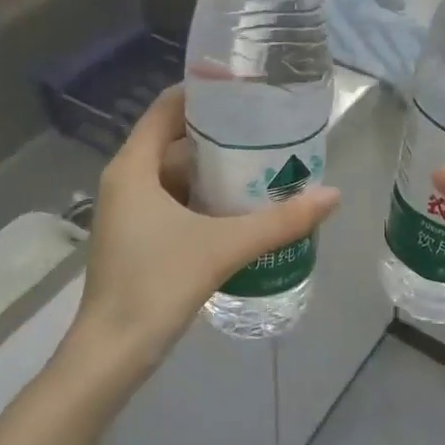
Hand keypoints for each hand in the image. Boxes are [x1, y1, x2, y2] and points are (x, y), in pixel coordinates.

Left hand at [72, 86, 339, 370]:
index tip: (246, 91)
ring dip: (215, 170)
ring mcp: (129, 211)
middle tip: (268, 130)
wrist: (112, 353)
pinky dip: (204, 198)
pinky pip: (174, 202)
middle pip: (175, 141)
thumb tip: (332, 195)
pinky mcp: (138, 238)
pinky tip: (241, 209)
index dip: (204, 94)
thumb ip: (279, 221)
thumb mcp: (222, 247)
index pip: (167, 108)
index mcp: (133, 167)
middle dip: (220, 135)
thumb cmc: (156, 285)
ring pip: (176, 175)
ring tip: (263, 165)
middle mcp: (126, 181)